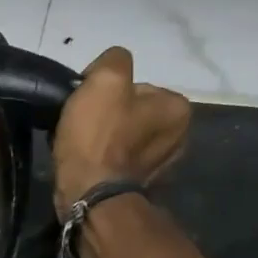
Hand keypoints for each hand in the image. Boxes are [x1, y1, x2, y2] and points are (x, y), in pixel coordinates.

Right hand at [52, 46, 190, 219]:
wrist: (89, 197)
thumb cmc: (99, 137)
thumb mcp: (105, 79)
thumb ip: (114, 60)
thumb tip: (107, 72)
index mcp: (177, 107)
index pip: (136, 85)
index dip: (106, 91)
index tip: (88, 104)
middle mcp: (179, 137)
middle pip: (130, 112)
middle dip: (106, 117)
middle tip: (81, 126)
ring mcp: (160, 167)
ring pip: (121, 138)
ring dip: (102, 139)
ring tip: (79, 147)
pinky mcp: (138, 187)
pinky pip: (116, 162)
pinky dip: (101, 161)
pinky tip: (86, 164)